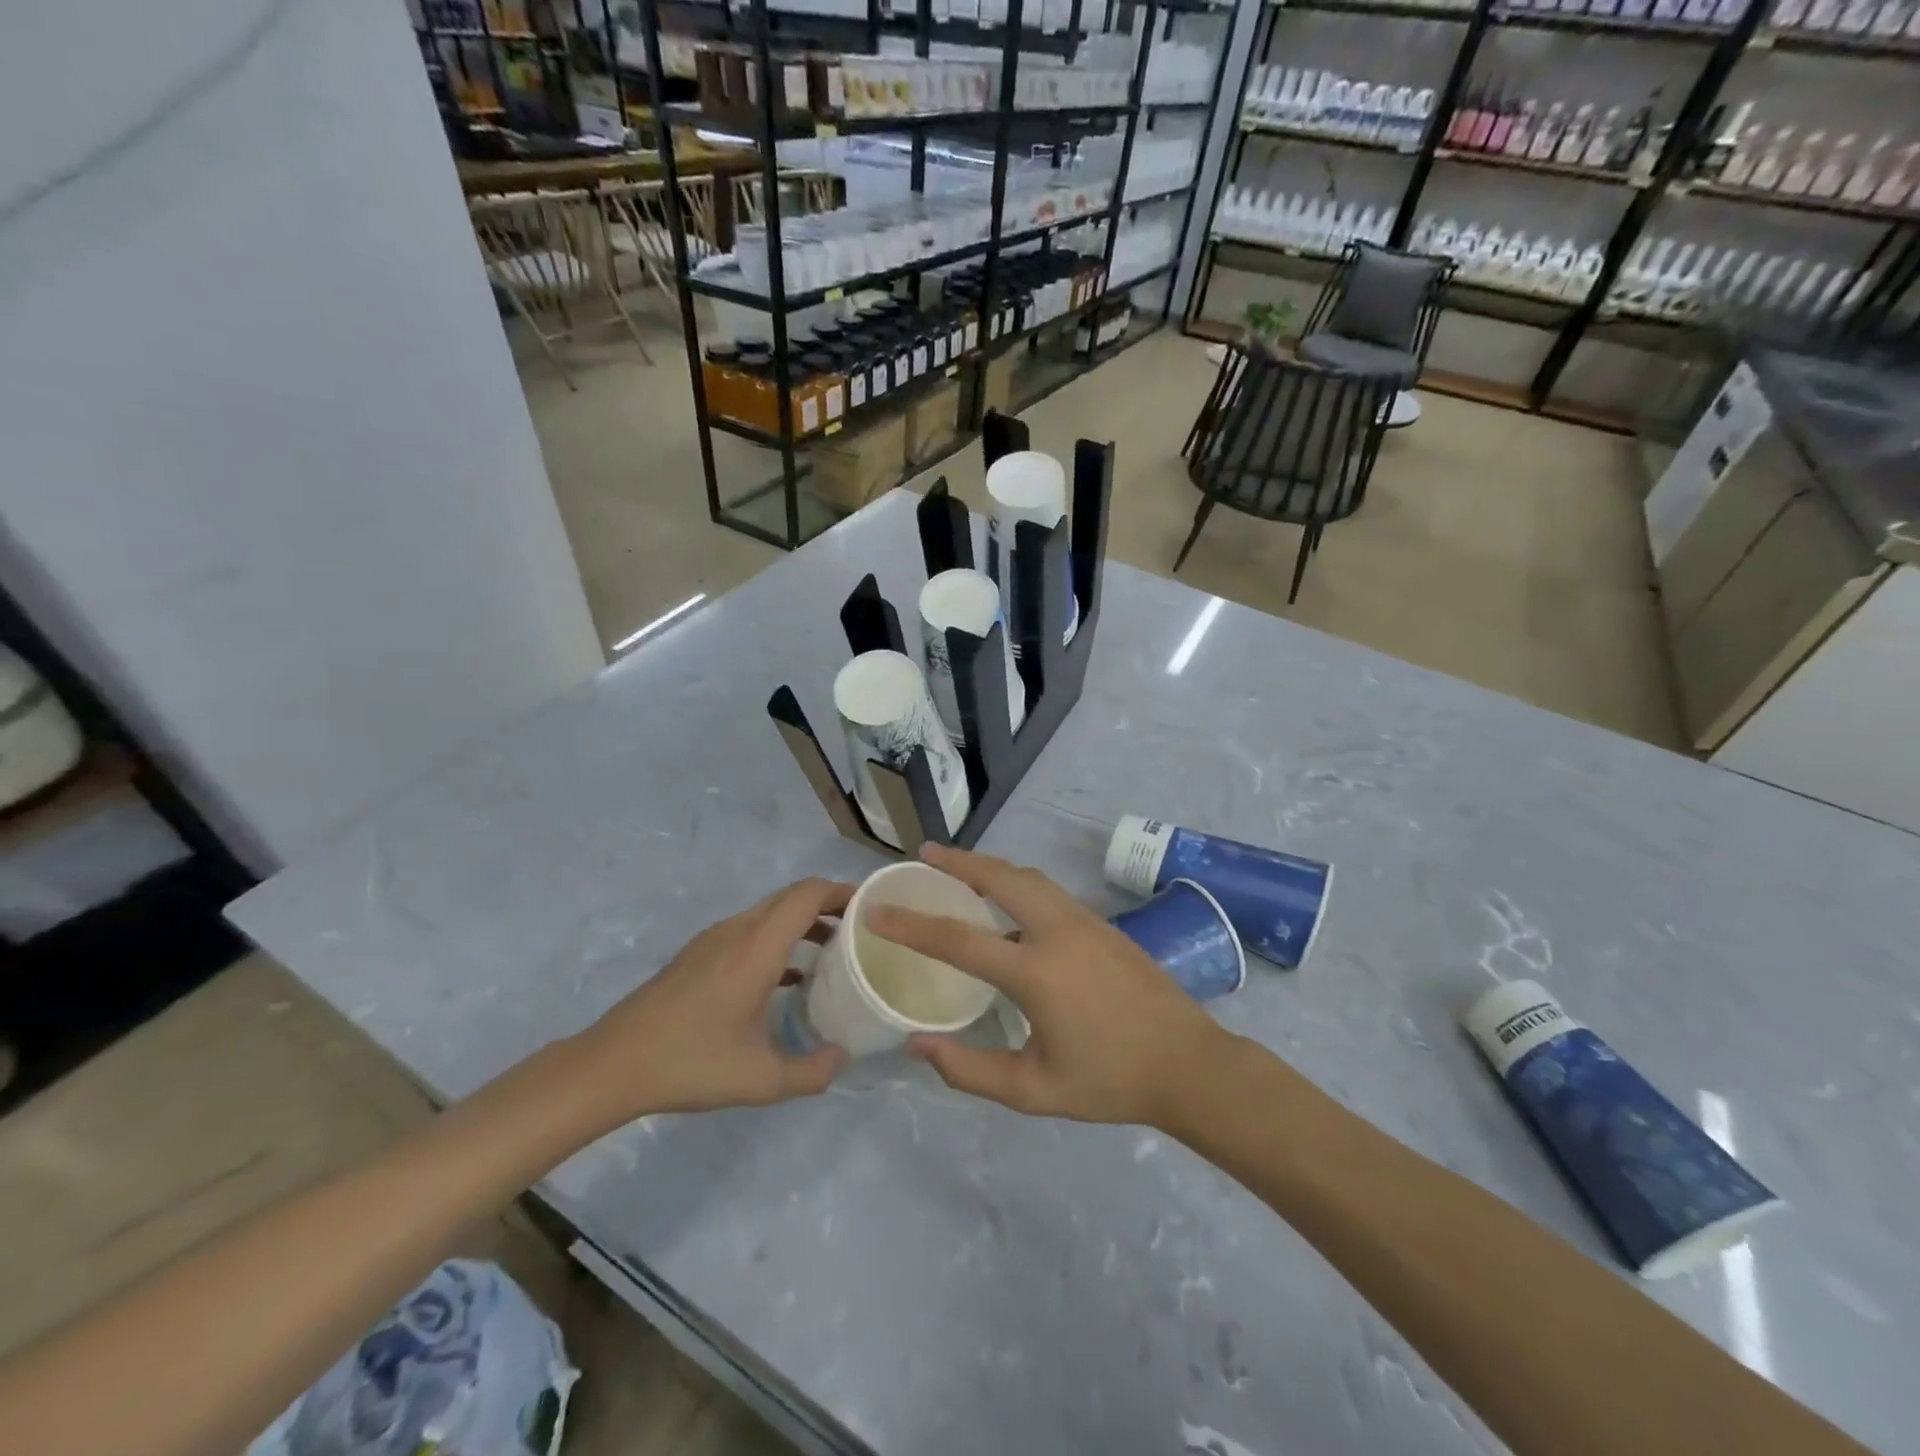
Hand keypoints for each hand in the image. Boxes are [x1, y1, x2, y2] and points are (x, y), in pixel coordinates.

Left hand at [576, 878, 851, 1118]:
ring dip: (802, 920)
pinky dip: (778, 937)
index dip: (842, 891)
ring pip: (769, 911)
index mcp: (758, 947)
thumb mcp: (760, 1080)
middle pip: (791, 896)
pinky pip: (750, 929)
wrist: (614, 1063)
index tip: (869, 907)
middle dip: (828, 904)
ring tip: (831, 950)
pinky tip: (787, 976)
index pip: (808, 894)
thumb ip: (811, 1072)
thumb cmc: (691, 1063)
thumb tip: (842, 1057)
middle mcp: (738, 930)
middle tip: (858, 930)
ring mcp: (714, 939)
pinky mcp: (699, 954)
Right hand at [869, 844, 1228, 1126]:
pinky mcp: (1101, 924)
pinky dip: (1017, 882)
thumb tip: (917, 1045)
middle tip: (926, 853)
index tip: (877, 909)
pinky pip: (1048, 890)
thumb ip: (970, 1070)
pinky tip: (1008, 901)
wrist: (1188, 1063)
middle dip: (959, 861)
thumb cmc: (1109, 1080)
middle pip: (1000, 877)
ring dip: (990, 867)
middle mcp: (1058, 931)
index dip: (911, 924)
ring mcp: (1084, 921)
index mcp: (1036, 971)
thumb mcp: (1034, 1090)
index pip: (959, 938)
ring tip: (960, 868)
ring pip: (1028, 877)